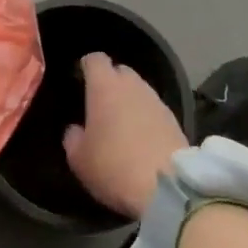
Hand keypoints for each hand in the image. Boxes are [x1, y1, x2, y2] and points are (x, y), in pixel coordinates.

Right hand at [62, 53, 188, 219]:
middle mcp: (133, 85)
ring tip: (120, 123)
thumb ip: (73, 137)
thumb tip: (76, 129)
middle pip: (120, 71)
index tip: (79, 79)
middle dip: (110, 82)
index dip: (86, 66)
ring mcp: (156, 101)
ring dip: (129, 100)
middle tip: (99, 105)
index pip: (95, 60)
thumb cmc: (113, 166)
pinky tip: (140, 138)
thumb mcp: (79, 159)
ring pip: (139, 90)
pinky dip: (145, 117)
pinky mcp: (174, 119)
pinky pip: (153, 109)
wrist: (167, 187)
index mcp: (105, 87)